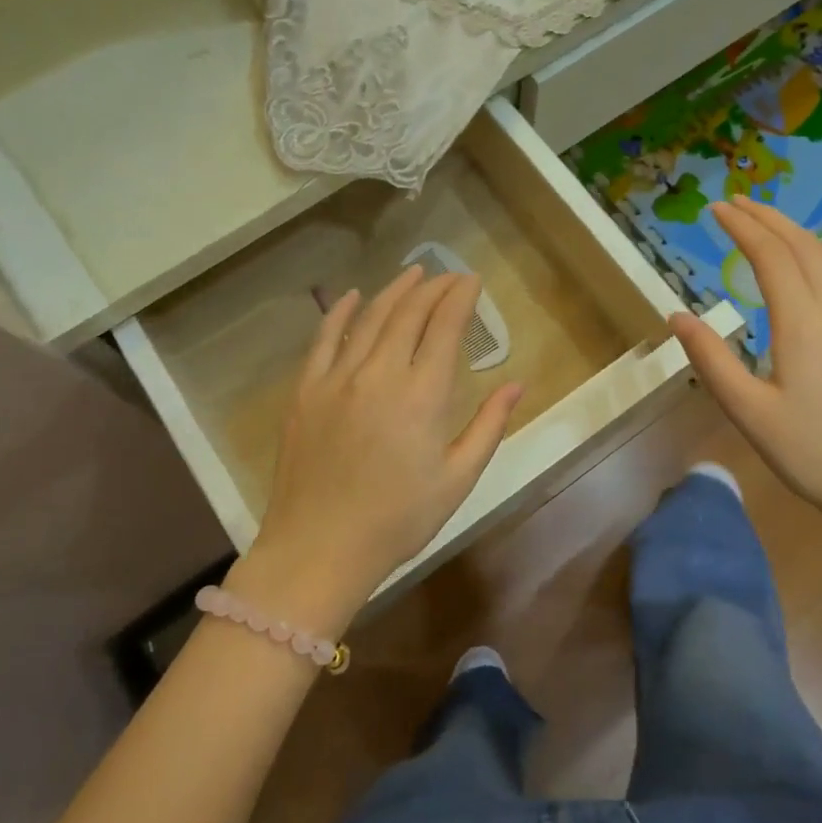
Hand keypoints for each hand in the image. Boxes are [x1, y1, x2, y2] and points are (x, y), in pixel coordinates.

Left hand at [237, 266, 523, 630]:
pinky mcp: (305, 389)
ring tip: (413, 275)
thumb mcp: (457, 480)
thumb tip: (516, 384)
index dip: (460, 298)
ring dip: (394, 291)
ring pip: (369, 318)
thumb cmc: (398, 520)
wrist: (319, 548)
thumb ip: (489, 426)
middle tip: (448, 277)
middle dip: (433, 288)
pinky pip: (323, 338)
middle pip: (409, 313)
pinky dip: (340, 312)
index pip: (445, 327)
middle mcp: (379, 373)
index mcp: (422, 395)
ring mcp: (337, 378)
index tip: (472, 281)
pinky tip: (352, 296)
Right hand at [669, 196, 821, 539]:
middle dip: (770, 218)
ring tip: (766, 223)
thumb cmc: (812, 453)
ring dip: (796, 234)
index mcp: (804, 325)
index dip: (743, 227)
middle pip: (805, 247)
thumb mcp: (748, 412)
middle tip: (737, 201)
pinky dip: (815, 257)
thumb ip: (711, 359)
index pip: (771, 256)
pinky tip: (803, 269)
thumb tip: (677, 316)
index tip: (716, 208)